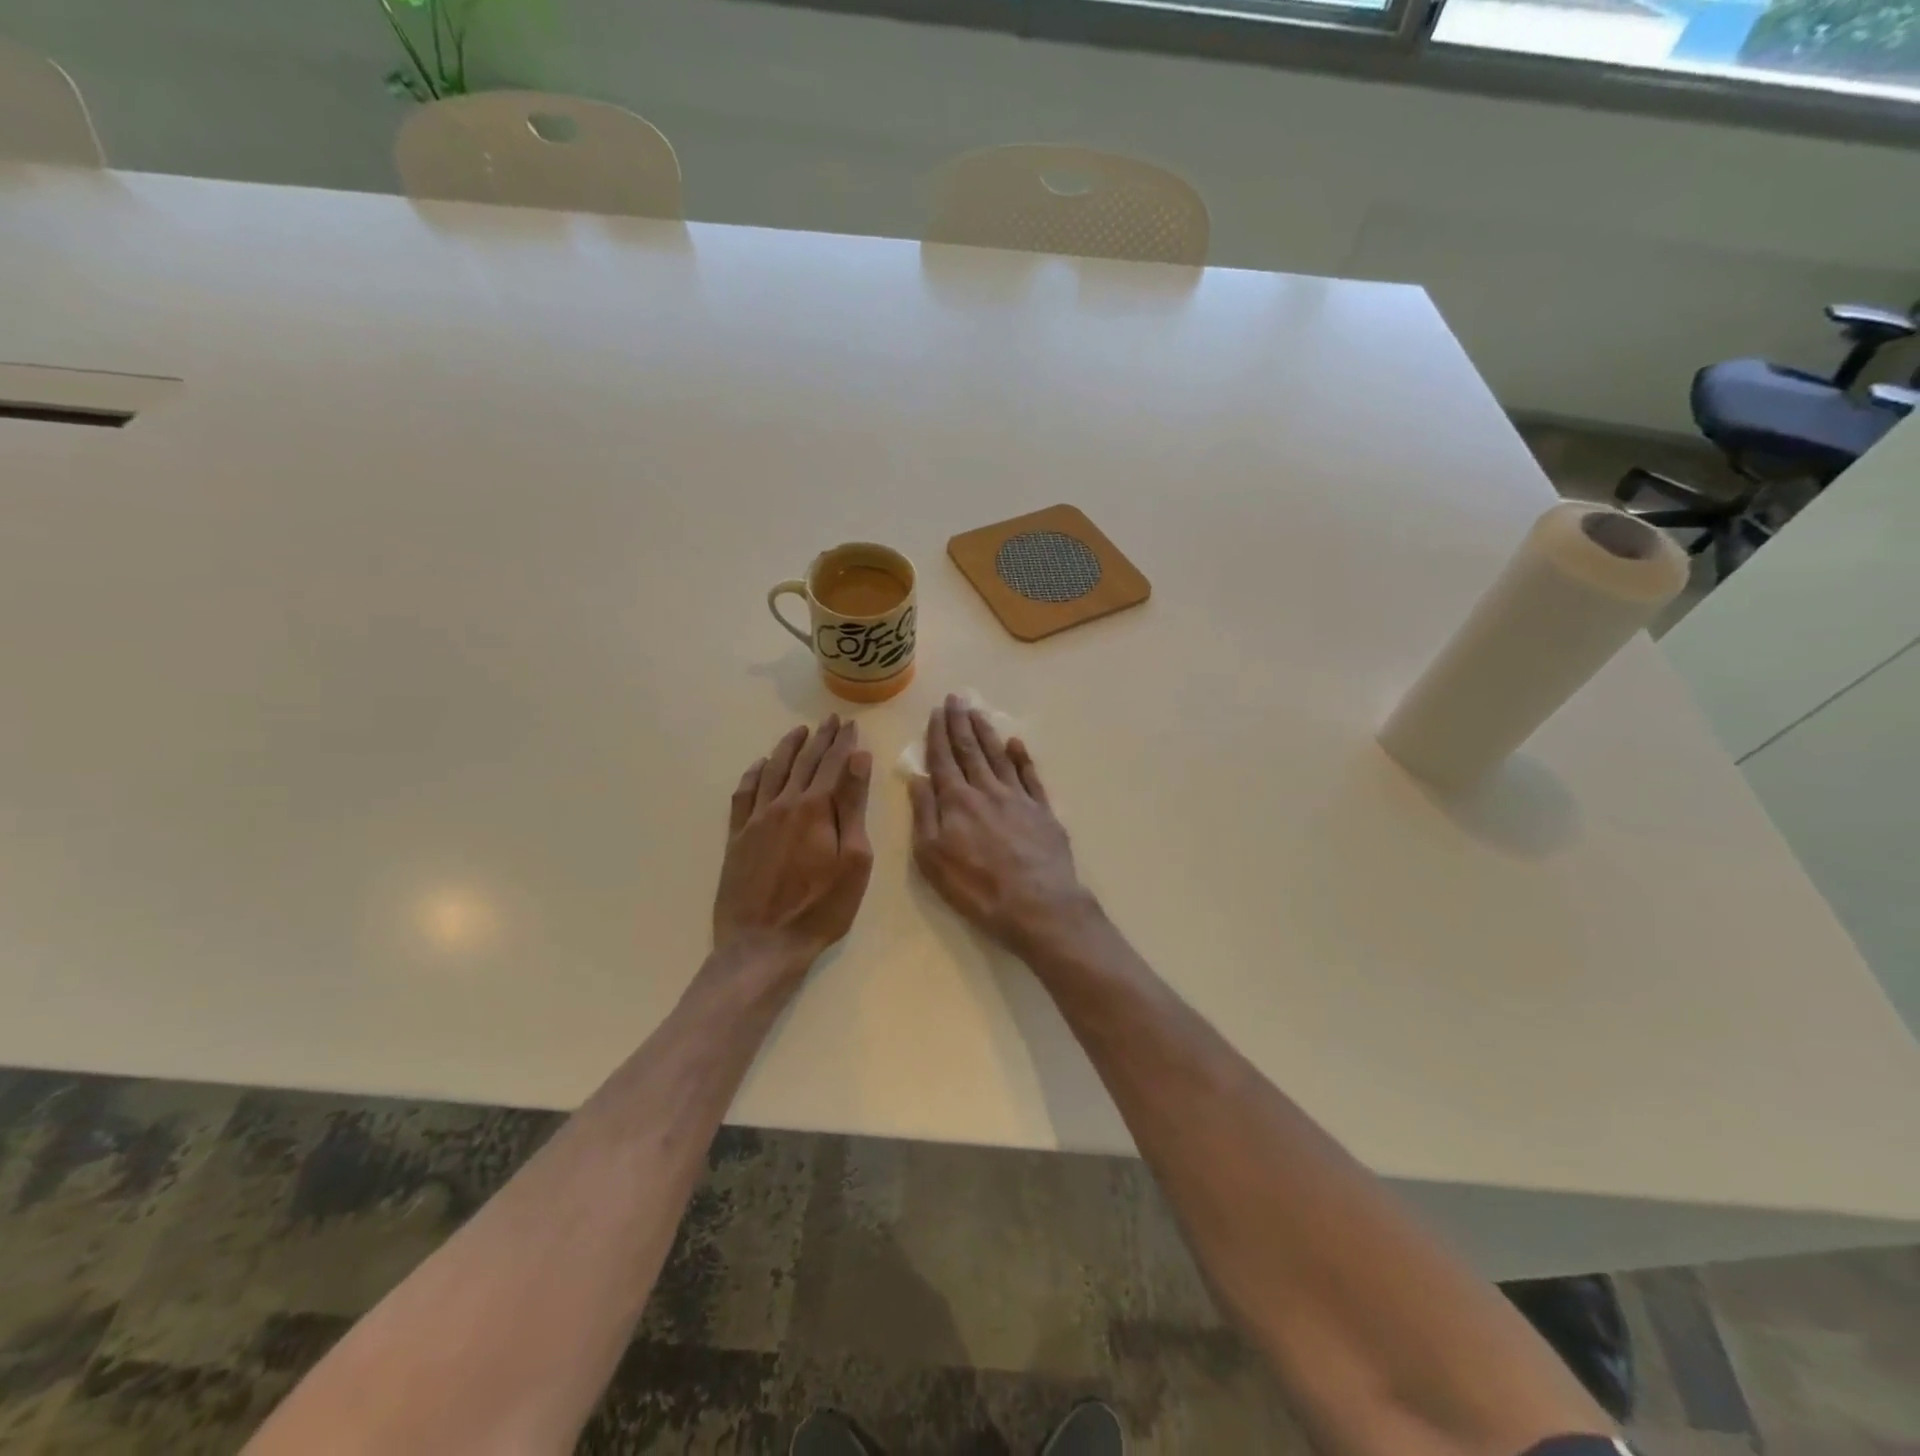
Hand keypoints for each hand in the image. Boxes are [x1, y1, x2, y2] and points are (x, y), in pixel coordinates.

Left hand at [713, 716, 873, 975]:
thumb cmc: (821, 907)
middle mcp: (783, 803)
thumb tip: (858, 759)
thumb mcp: (853, 859)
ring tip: (799, 732)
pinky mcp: (737, 836)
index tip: (851, 725)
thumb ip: (853, 806)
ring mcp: (756, 819)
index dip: (844, 743)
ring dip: (788, 748)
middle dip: (820, 738)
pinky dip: (754, 773)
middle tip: (831, 719)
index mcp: (815, 808)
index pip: (833, 764)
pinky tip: (760, 765)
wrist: (763, 944)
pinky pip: (744, 793)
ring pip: (772, 770)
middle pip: (804, 762)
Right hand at [909, 696, 1093, 957]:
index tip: (936, 712)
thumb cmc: (977, 888)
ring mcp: (1018, 798)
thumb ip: (925, 815)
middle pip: (970, 750)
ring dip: (986, 732)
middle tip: (955, 698)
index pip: (943, 759)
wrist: (1038, 905)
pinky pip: (1030, 776)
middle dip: (960, 723)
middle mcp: (987, 790)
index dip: (938, 735)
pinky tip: (1015, 743)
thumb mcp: (933, 858)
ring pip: (998, 756)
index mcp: (957, 801)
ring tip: (977, 712)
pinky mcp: (1042, 811)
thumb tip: (917, 779)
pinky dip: (1022, 757)